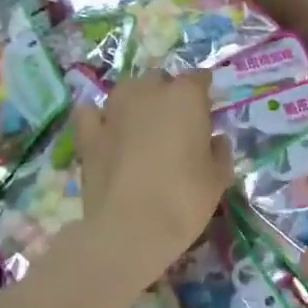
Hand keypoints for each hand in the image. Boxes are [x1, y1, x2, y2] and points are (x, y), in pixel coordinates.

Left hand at [74, 71, 233, 276]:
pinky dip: (100, 118)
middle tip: (176, 121)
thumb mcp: (218, 179)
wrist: (129, 229)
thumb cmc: (184, 200)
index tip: (207, 108)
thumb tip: (216, 140)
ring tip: (143, 123)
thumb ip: (219, 152)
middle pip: (160, 80)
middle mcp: (148, 93)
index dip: (203, 92)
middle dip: (169, 93)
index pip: (199, 78)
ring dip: (137, 100)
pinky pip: (93, 113)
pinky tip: (106, 130)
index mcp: (185, 97)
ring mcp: (114, 110)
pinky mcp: (88, 133)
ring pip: (127, 90)